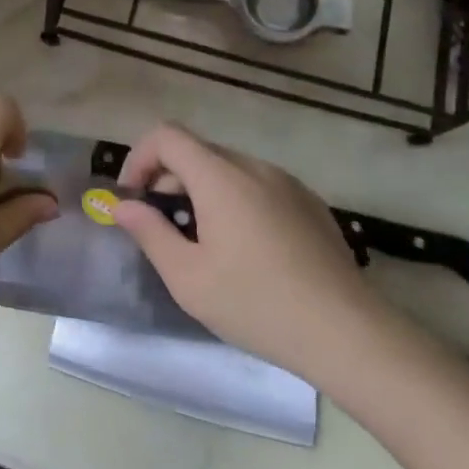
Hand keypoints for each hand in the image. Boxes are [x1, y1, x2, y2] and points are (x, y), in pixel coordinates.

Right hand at [114, 123, 381, 377]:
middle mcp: (254, 167)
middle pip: (197, 152)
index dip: (140, 159)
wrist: (346, 332)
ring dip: (202, 192)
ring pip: (229, 170)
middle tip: (163, 230)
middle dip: (168, 181)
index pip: (167, 136)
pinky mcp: (310, 203)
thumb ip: (150, 233)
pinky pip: (259, 186)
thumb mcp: (188, 277)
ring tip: (204, 244)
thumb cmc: (256, 304)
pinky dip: (236, 202)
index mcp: (221, 177)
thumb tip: (122, 206)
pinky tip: (247, 251)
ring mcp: (287, 183)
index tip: (134, 200)